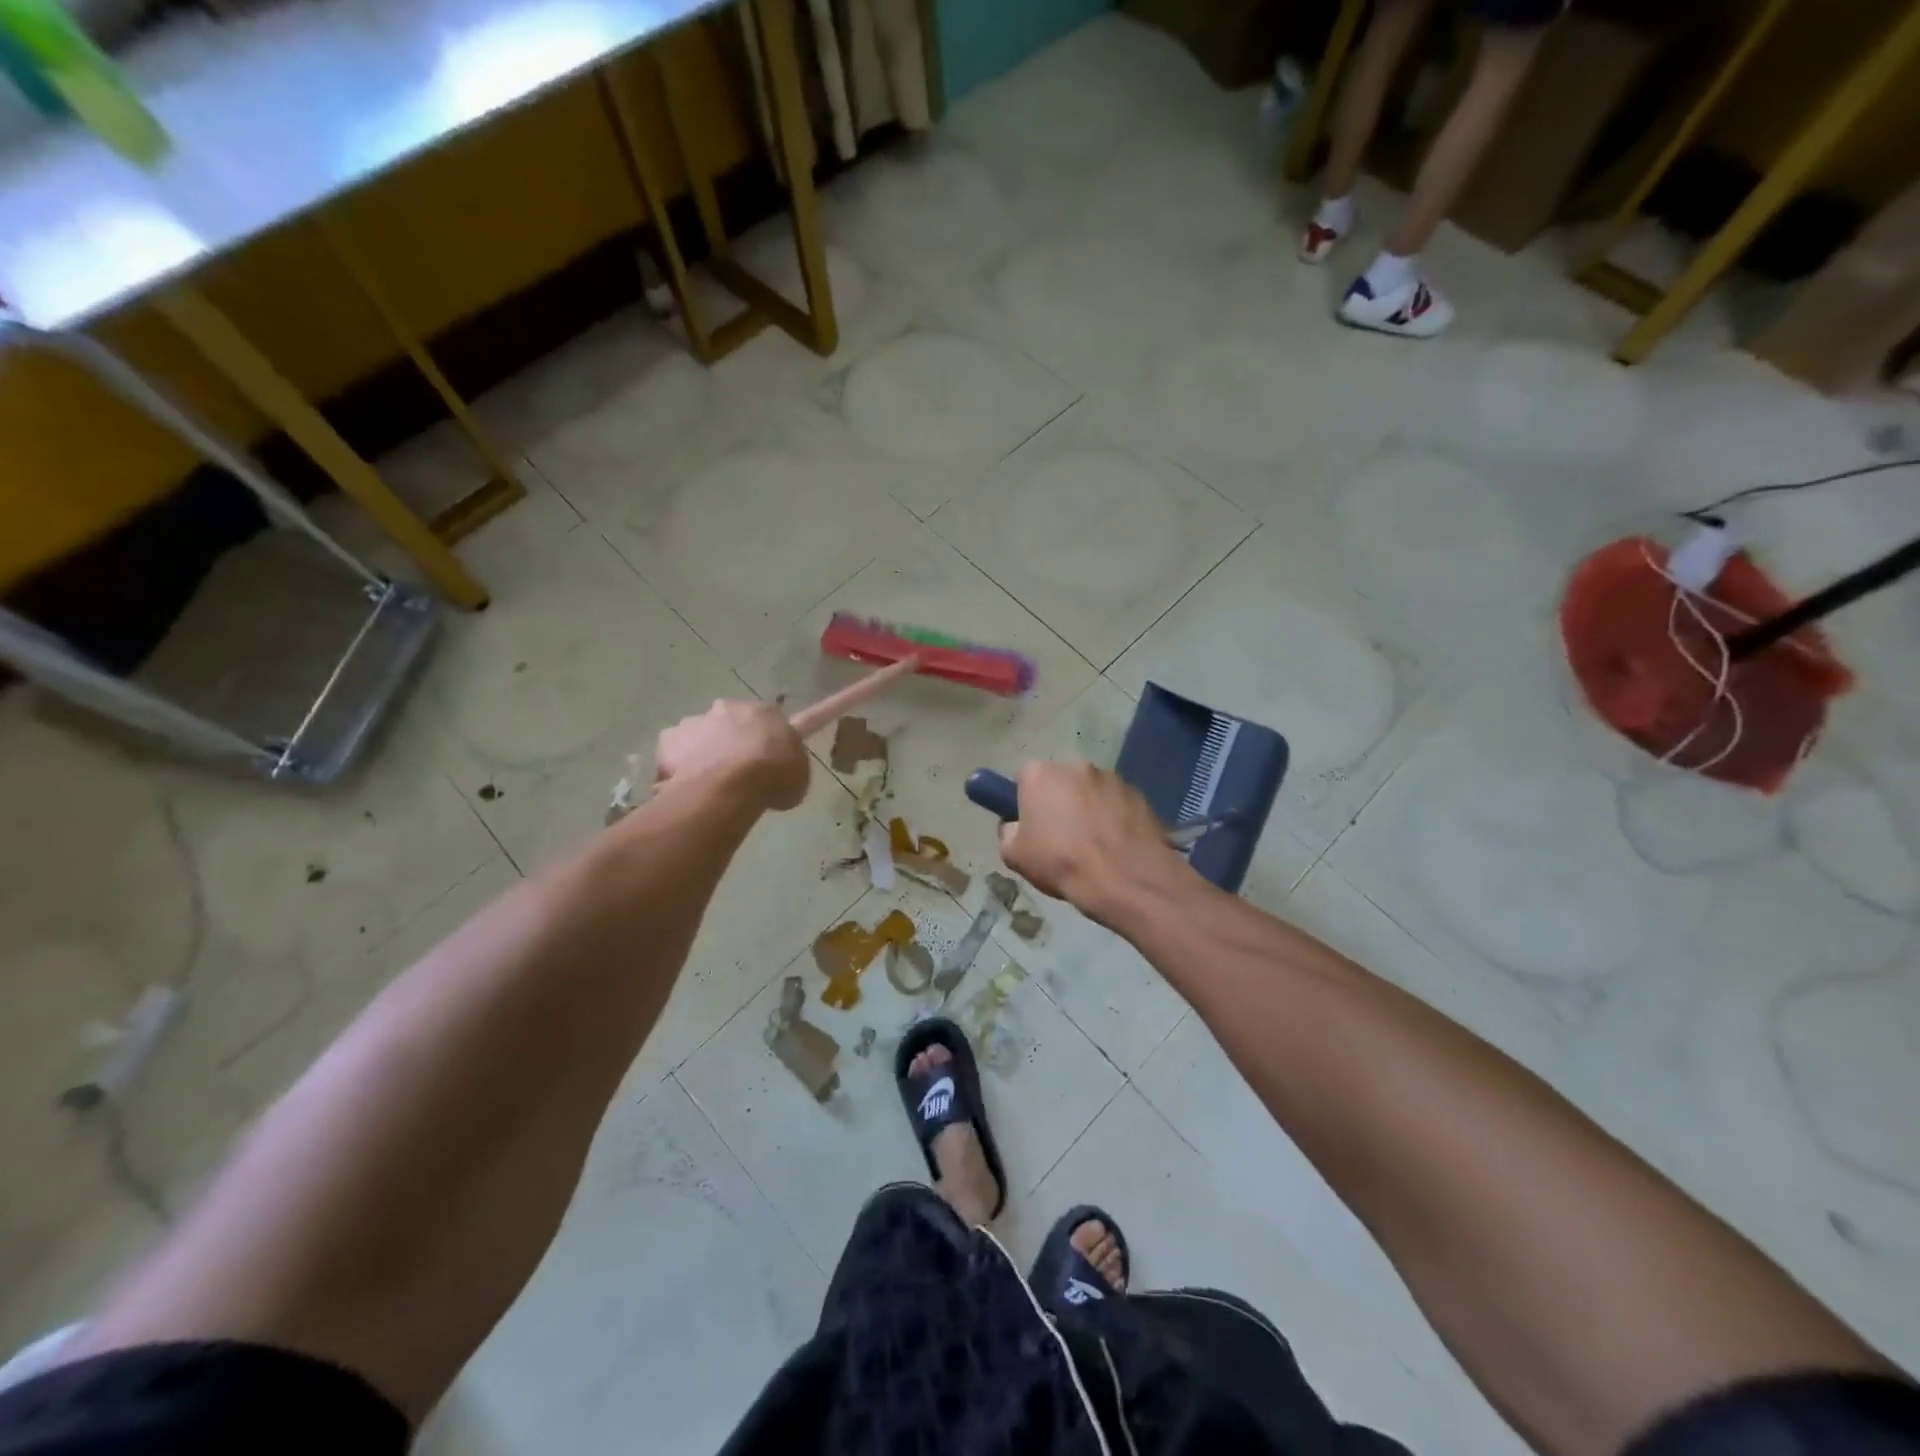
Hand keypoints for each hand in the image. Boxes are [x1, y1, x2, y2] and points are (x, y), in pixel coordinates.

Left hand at [654, 700, 809, 811]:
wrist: (731, 786)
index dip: (769, 735)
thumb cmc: (774, 776)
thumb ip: (786, 763)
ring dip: (704, 753)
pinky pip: (673, 756)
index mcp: (764, 712)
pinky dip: (677, 769)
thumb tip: (776, 767)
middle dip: (731, 741)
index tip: (768, 750)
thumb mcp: (798, 774)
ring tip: (708, 785)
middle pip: (729, 723)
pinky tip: (685, 789)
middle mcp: (727, 708)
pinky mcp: (668, 740)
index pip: (771, 717)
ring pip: (699, 736)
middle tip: (737, 771)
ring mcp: (694, 722)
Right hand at [998, 761, 1182, 924]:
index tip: (1031, 824)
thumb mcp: (1013, 855)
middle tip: (1062, 836)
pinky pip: (1117, 803)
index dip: (1025, 801)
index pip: (1024, 778)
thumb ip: (1008, 831)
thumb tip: (1016, 825)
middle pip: (1060, 781)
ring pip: (1091, 791)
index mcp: (1040, 774)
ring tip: (1094, 844)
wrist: (1124, 879)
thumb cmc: (1061, 863)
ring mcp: (1111, 777)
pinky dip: (1115, 817)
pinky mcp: (1139, 793)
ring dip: (1089, 808)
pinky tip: (1116, 845)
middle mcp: (1076, 765)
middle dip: (1059, 801)